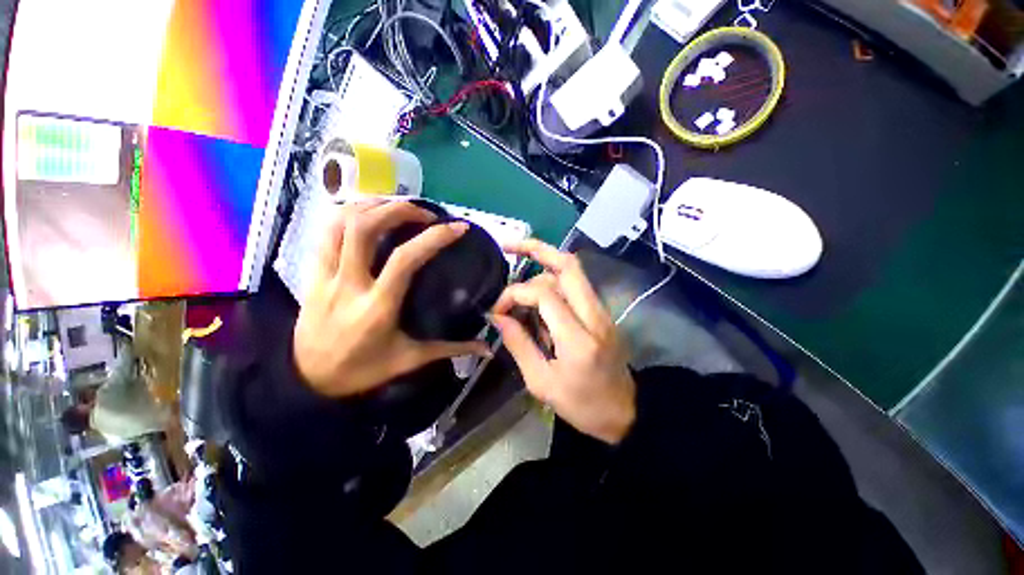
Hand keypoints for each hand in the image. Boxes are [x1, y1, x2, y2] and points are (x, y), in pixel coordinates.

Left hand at [294, 200, 489, 397]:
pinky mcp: (312, 274)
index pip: (405, 260)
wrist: (307, 381)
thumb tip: (486, 347)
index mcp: (378, 307)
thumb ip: (450, 349)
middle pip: (365, 228)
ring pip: (339, 224)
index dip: (434, 238)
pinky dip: (347, 214)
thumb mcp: (410, 360)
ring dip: (370, 205)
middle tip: (424, 212)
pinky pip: (325, 232)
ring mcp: (325, 276)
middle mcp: (349, 284)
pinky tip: (367, 213)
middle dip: (398, 209)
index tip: (458, 228)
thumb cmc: (363, 370)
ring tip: (397, 206)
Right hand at [491, 240, 635, 443]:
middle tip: (509, 246)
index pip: (544, 294)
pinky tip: (535, 292)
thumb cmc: (582, 406)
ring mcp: (601, 310)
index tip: (498, 309)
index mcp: (578, 339)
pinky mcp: (601, 312)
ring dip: (543, 265)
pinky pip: (574, 285)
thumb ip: (518, 344)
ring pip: (572, 271)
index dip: (515, 293)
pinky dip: (552, 279)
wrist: (625, 412)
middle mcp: (594, 316)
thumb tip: (498, 317)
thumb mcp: (541, 382)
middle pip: (568, 265)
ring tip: (518, 271)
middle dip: (536, 249)